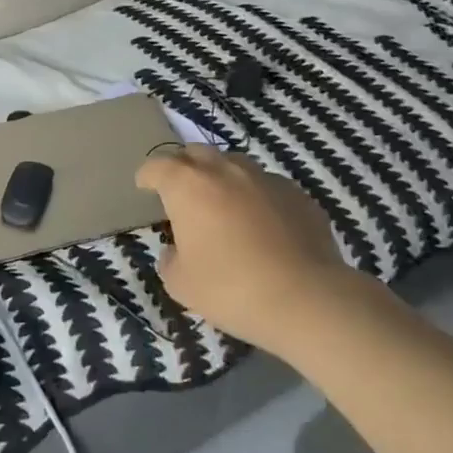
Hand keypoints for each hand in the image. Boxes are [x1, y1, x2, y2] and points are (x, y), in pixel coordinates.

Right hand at [136, 145, 356, 355]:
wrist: (307, 299)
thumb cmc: (231, 288)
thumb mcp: (180, 284)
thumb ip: (170, 260)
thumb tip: (176, 250)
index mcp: (188, 185)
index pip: (157, 165)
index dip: (147, 175)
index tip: (144, 186)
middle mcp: (224, 170)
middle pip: (195, 153)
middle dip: (183, 167)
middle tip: (181, 191)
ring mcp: (264, 178)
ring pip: (234, 164)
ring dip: (221, 177)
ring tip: (222, 204)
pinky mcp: (298, 195)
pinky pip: (266, 185)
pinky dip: (255, 196)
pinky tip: (261, 224)